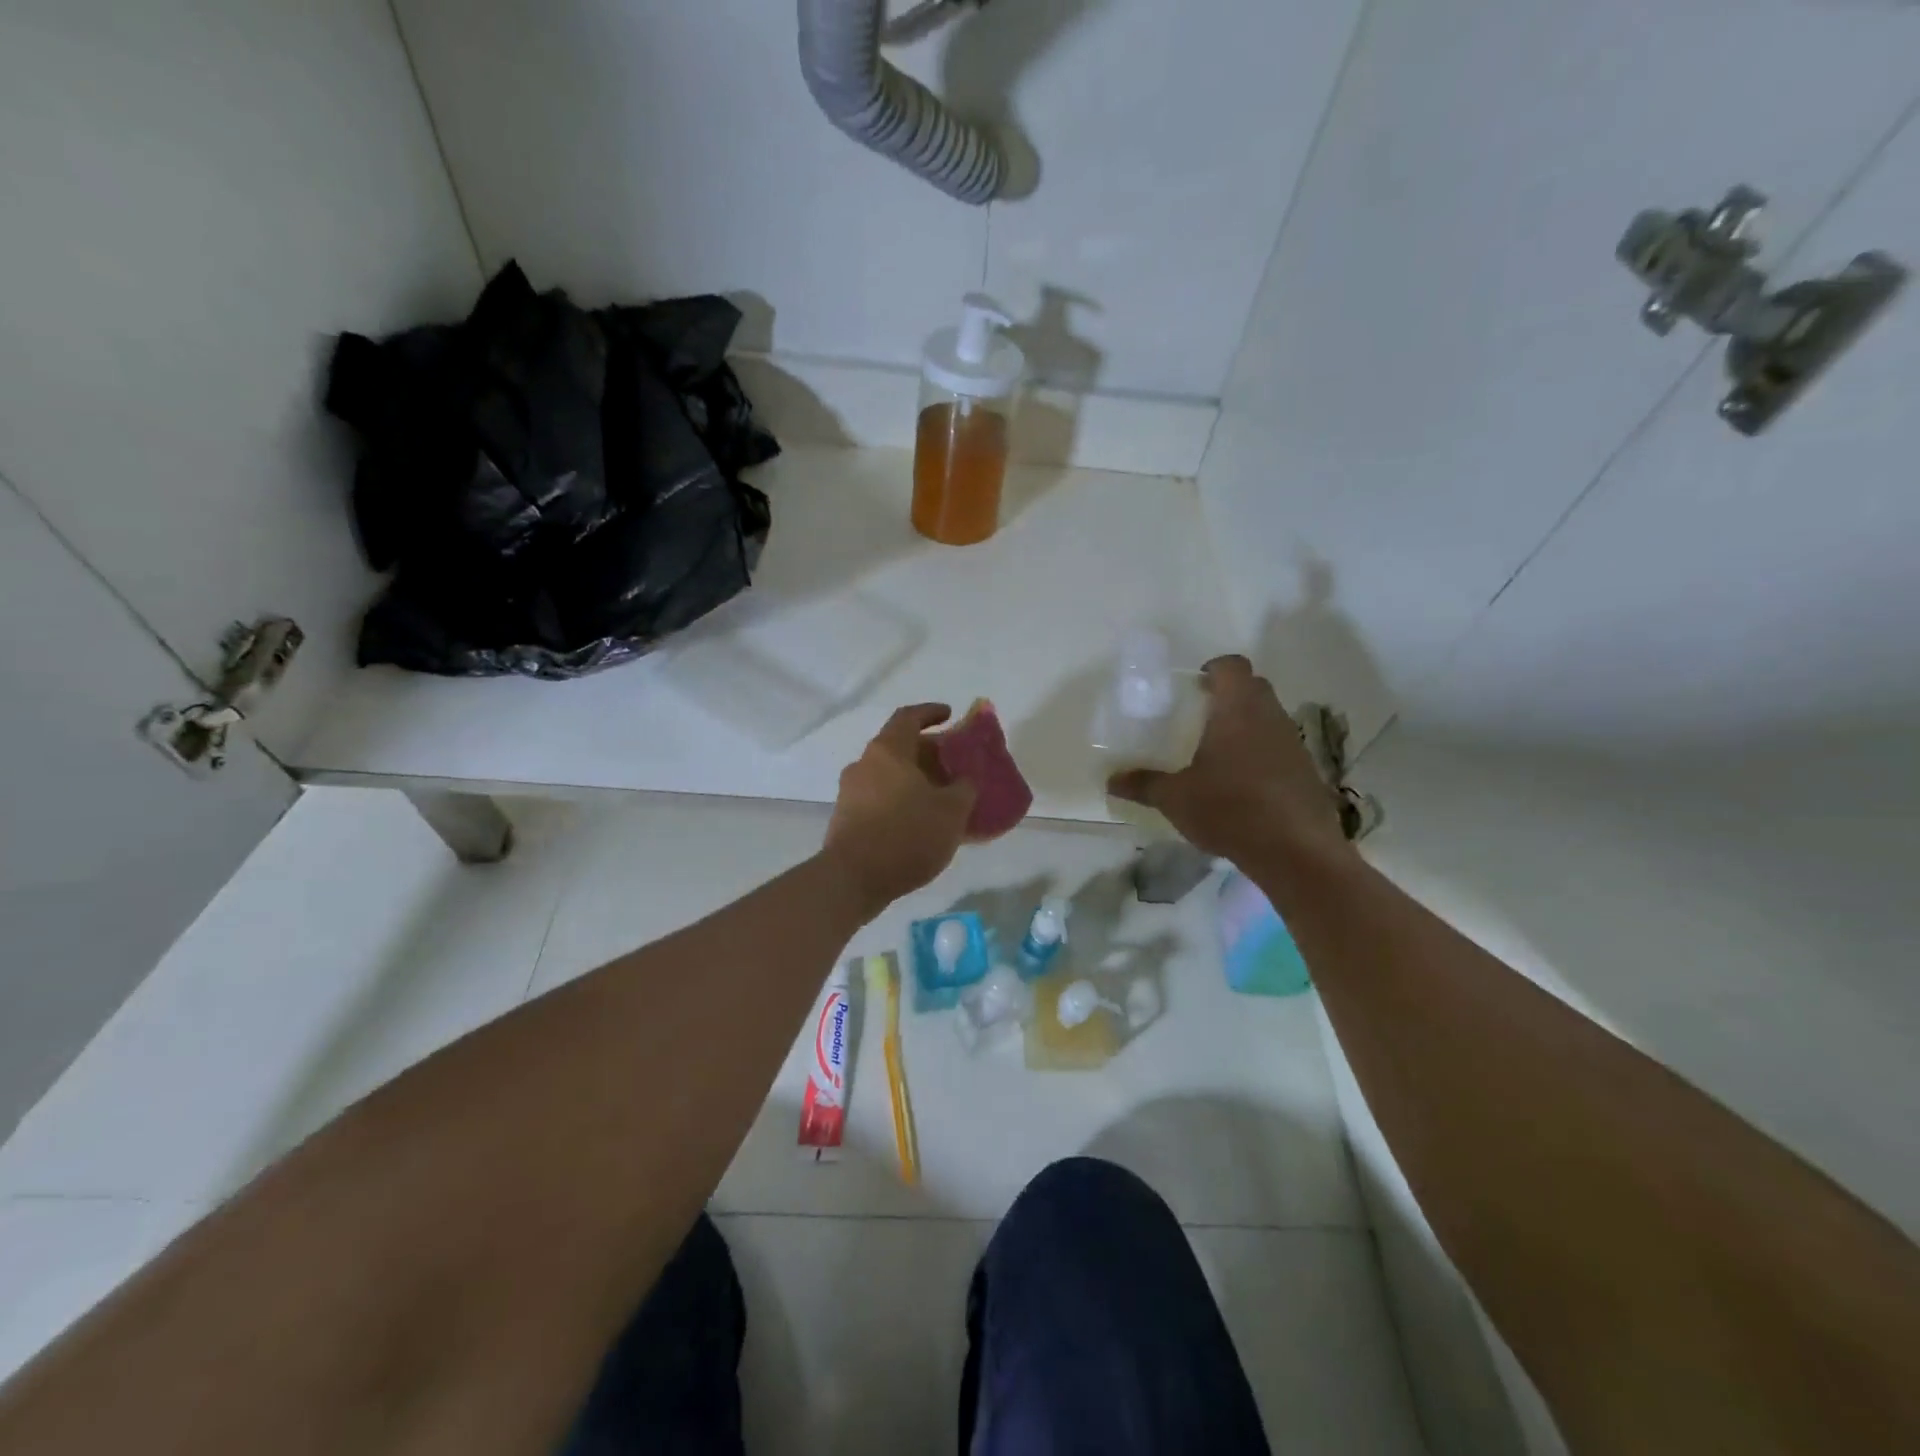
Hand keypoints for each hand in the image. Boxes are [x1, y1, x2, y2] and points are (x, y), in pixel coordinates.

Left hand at [824, 704, 977, 912]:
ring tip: (940, 797)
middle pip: (899, 747)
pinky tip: (919, 823)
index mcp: (888, 751)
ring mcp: (850, 792)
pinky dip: (901, 801)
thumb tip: (965, 779)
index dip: (931, 712)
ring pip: (888, 775)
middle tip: (953, 766)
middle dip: (928, 753)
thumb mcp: (951, 811)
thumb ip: (964, 788)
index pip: (909, 717)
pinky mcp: (846, 818)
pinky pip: (879, 798)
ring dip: (914, 780)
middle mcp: (864, 764)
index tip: (950, 715)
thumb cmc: (906, 834)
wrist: (852, 879)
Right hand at [1108, 656, 1353, 870]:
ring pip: (1269, 718)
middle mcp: (1270, 717)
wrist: (1295, 852)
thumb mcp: (1175, 798)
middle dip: (1229, 694)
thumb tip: (1110, 781)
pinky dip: (1262, 753)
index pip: (1232, 666)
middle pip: (1254, 687)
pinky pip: (1280, 748)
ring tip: (1218, 751)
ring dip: (1247, 724)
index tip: (1195, 684)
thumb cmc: (1230, 809)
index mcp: (1238, 710)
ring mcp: (1294, 744)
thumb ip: (1143, 784)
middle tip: (1200, 714)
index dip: (1214, 668)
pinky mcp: (1307, 771)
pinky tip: (1242, 783)